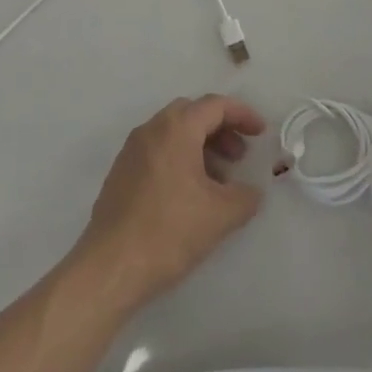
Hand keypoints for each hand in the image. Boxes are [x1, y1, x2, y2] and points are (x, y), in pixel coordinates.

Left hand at [71, 95, 266, 309]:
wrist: (110, 265)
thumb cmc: (169, 232)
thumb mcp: (219, 216)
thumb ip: (245, 197)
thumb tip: (253, 191)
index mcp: (176, 128)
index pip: (215, 105)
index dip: (242, 114)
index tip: (261, 133)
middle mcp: (152, 128)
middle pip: (192, 113)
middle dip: (220, 129)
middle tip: (239, 156)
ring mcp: (132, 148)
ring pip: (173, 132)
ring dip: (200, 145)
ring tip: (218, 181)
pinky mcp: (121, 170)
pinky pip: (157, 150)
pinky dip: (179, 158)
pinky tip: (189, 194)